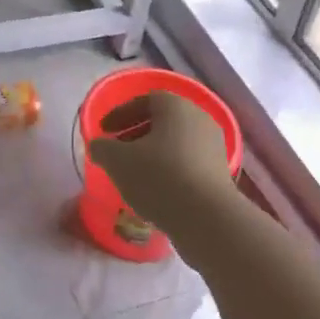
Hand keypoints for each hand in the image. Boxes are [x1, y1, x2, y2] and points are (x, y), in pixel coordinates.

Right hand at [86, 91, 239, 255]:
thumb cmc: (159, 177)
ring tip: (133, 173)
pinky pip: (188, 161)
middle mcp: (199, 118)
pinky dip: (169, 168)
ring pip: (176, 141)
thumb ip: (102, 148)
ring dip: (153, 152)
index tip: (104, 131)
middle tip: (117, 151)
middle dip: (136, 133)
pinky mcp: (220, 171)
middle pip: (162, 120)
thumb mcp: (118, 161)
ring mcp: (213, 145)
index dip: (120, 114)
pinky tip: (156, 189)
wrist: (207, 218)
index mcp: (176, 106)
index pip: (144, 100)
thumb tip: (99, 146)